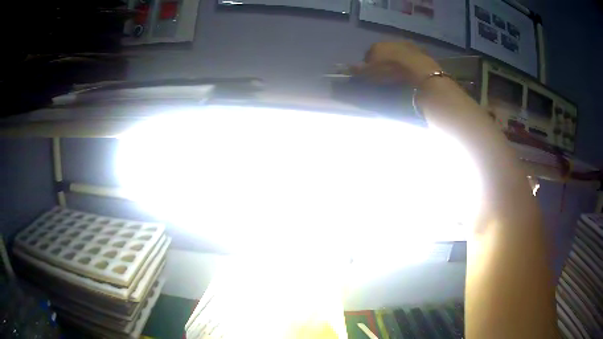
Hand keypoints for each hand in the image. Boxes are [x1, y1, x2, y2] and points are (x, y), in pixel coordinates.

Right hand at [350, 41, 441, 85]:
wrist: (418, 70)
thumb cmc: (391, 72)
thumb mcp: (370, 74)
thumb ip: (357, 70)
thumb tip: (344, 68)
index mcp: (376, 46)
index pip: (368, 55)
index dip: (369, 65)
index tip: (373, 75)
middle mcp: (389, 41)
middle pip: (384, 51)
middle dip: (384, 60)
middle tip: (387, 73)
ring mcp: (405, 44)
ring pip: (398, 51)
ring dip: (398, 59)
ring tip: (400, 72)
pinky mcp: (419, 50)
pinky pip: (412, 55)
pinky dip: (411, 61)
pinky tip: (412, 70)